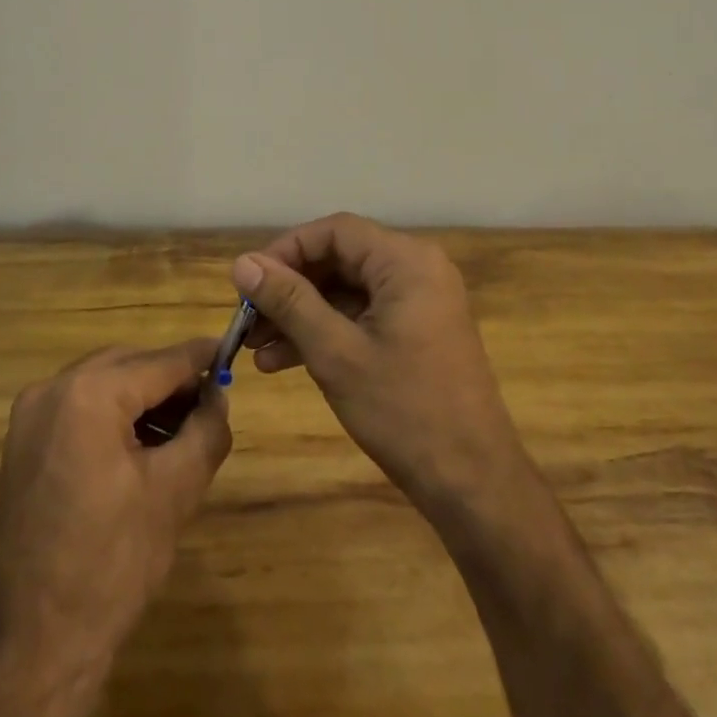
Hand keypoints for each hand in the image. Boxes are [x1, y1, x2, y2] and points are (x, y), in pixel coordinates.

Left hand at [0, 340, 230, 716]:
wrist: (35, 644)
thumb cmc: (113, 563)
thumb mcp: (176, 491)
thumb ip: (206, 428)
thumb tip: (218, 394)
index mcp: (90, 393)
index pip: (160, 362)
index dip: (201, 356)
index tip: (231, 351)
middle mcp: (53, 388)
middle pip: (129, 365)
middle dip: (171, 380)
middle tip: (209, 403)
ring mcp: (31, 415)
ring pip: (104, 383)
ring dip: (144, 397)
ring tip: (182, 429)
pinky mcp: (23, 442)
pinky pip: (80, 407)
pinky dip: (114, 414)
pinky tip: (143, 444)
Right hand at [233, 214, 528, 515]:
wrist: (474, 485)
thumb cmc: (405, 412)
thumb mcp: (336, 354)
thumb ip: (289, 302)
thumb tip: (242, 263)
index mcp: (406, 261)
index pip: (335, 232)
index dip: (286, 250)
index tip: (248, 282)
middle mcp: (416, 269)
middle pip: (340, 259)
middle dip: (290, 289)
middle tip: (247, 320)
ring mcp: (419, 302)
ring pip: (347, 291)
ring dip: (302, 316)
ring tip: (255, 350)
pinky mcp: (417, 331)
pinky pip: (362, 316)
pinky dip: (327, 332)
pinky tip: (284, 361)